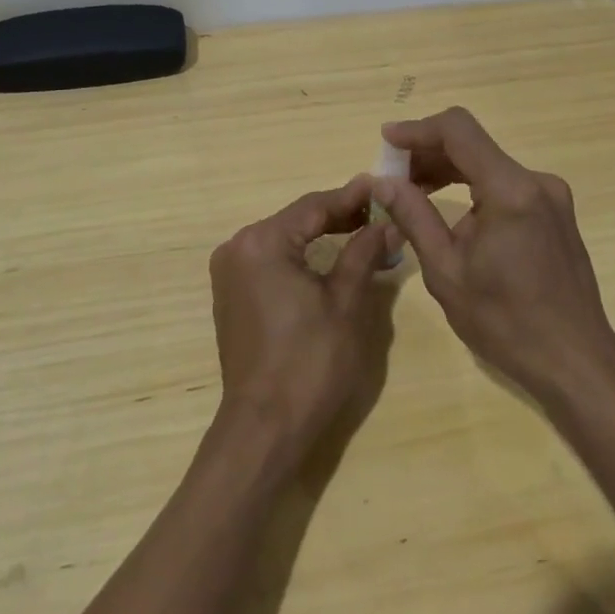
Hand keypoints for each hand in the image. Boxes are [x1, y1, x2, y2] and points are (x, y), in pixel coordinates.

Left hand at [209, 177, 393, 467]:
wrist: (264, 428)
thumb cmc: (309, 363)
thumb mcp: (345, 303)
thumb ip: (362, 253)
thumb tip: (385, 223)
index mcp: (262, 242)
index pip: (314, 206)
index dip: (352, 197)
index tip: (384, 186)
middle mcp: (238, 247)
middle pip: (297, 220)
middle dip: (339, 216)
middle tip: (381, 212)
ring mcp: (229, 272)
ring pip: (285, 240)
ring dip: (322, 237)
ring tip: (364, 232)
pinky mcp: (231, 294)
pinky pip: (271, 261)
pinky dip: (301, 258)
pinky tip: (331, 259)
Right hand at [371, 107, 614, 409]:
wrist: (576, 362)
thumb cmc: (506, 322)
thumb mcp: (446, 271)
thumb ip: (414, 217)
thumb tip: (382, 182)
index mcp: (510, 191)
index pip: (458, 131)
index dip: (418, 130)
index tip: (386, 141)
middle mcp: (535, 181)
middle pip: (472, 145)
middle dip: (428, 153)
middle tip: (392, 176)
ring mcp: (550, 196)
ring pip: (487, 163)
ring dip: (448, 170)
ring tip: (412, 192)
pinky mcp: (554, 212)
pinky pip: (504, 183)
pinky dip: (472, 186)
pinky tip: (450, 210)